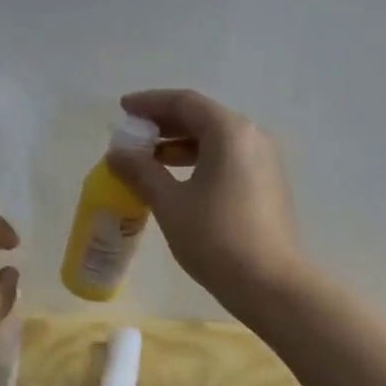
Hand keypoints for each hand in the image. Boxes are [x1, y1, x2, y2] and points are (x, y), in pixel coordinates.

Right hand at [105, 88, 303, 313]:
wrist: (269, 283)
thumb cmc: (215, 238)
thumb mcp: (170, 203)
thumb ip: (141, 172)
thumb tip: (116, 153)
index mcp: (230, 132)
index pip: (184, 102)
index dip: (150, 103)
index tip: (123, 110)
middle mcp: (252, 137)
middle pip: (202, 117)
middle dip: (164, 123)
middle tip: (133, 135)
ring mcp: (264, 160)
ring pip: (216, 139)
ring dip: (180, 144)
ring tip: (148, 160)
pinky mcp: (267, 183)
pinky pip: (228, 158)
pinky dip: (199, 160)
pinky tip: (177, 181)